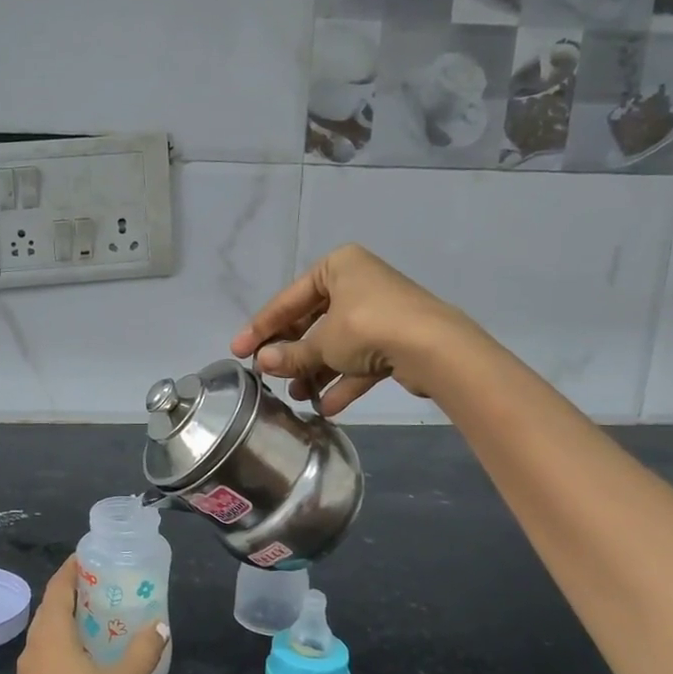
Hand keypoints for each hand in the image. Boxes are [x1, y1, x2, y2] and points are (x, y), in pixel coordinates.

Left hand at [17, 557, 167, 673]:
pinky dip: (71, 647)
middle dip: (75, 593)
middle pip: (50, 611)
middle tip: (108, 583)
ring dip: (73, 622)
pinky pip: (52, 659)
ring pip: (50, 637)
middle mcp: (33, 654)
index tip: (92, 555)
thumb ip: (142, 650)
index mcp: (50, 639)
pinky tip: (96, 656)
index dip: (72, 569)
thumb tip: (159, 625)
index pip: (56, 589)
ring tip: (106, 615)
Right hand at [230, 244, 449, 416]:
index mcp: (337, 266)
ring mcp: (380, 312)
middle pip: (312, 322)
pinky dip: (344, 381)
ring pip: (337, 344)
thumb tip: (262, 363)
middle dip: (292, 354)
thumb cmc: (367, 328)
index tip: (238, 351)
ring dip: (316, 371)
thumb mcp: (321, 343)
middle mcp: (358, 283)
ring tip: (297, 396)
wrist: (435, 348)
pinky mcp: (397, 339)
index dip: (260, 328)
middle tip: (269, 375)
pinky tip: (327, 407)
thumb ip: (290, 354)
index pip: (288, 300)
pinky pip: (361, 360)